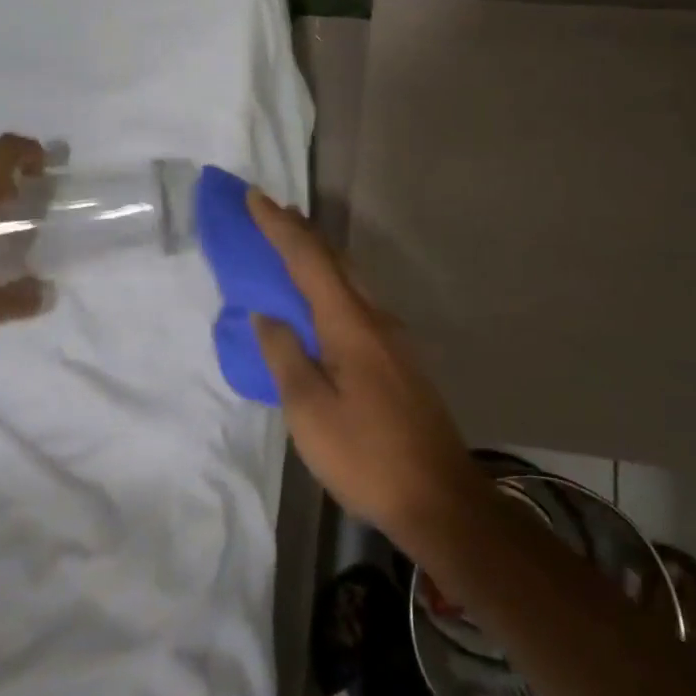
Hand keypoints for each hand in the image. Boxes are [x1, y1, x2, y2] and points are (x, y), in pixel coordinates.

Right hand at [248, 192, 490, 556]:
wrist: (440, 499)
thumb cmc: (366, 456)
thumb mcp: (309, 411)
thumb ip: (285, 356)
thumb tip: (266, 316)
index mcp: (351, 325)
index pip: (309, 260)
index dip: (279, 227)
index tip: (255, 197)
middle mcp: (376, 318)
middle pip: (337, 260)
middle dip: (303, 233)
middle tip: (273, 214)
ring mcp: (395, 338)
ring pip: (352, 280)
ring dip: (321, 257)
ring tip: (294, 247)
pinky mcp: (401, 359)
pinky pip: (359, 303)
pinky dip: (334, 286)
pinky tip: (324, 303)